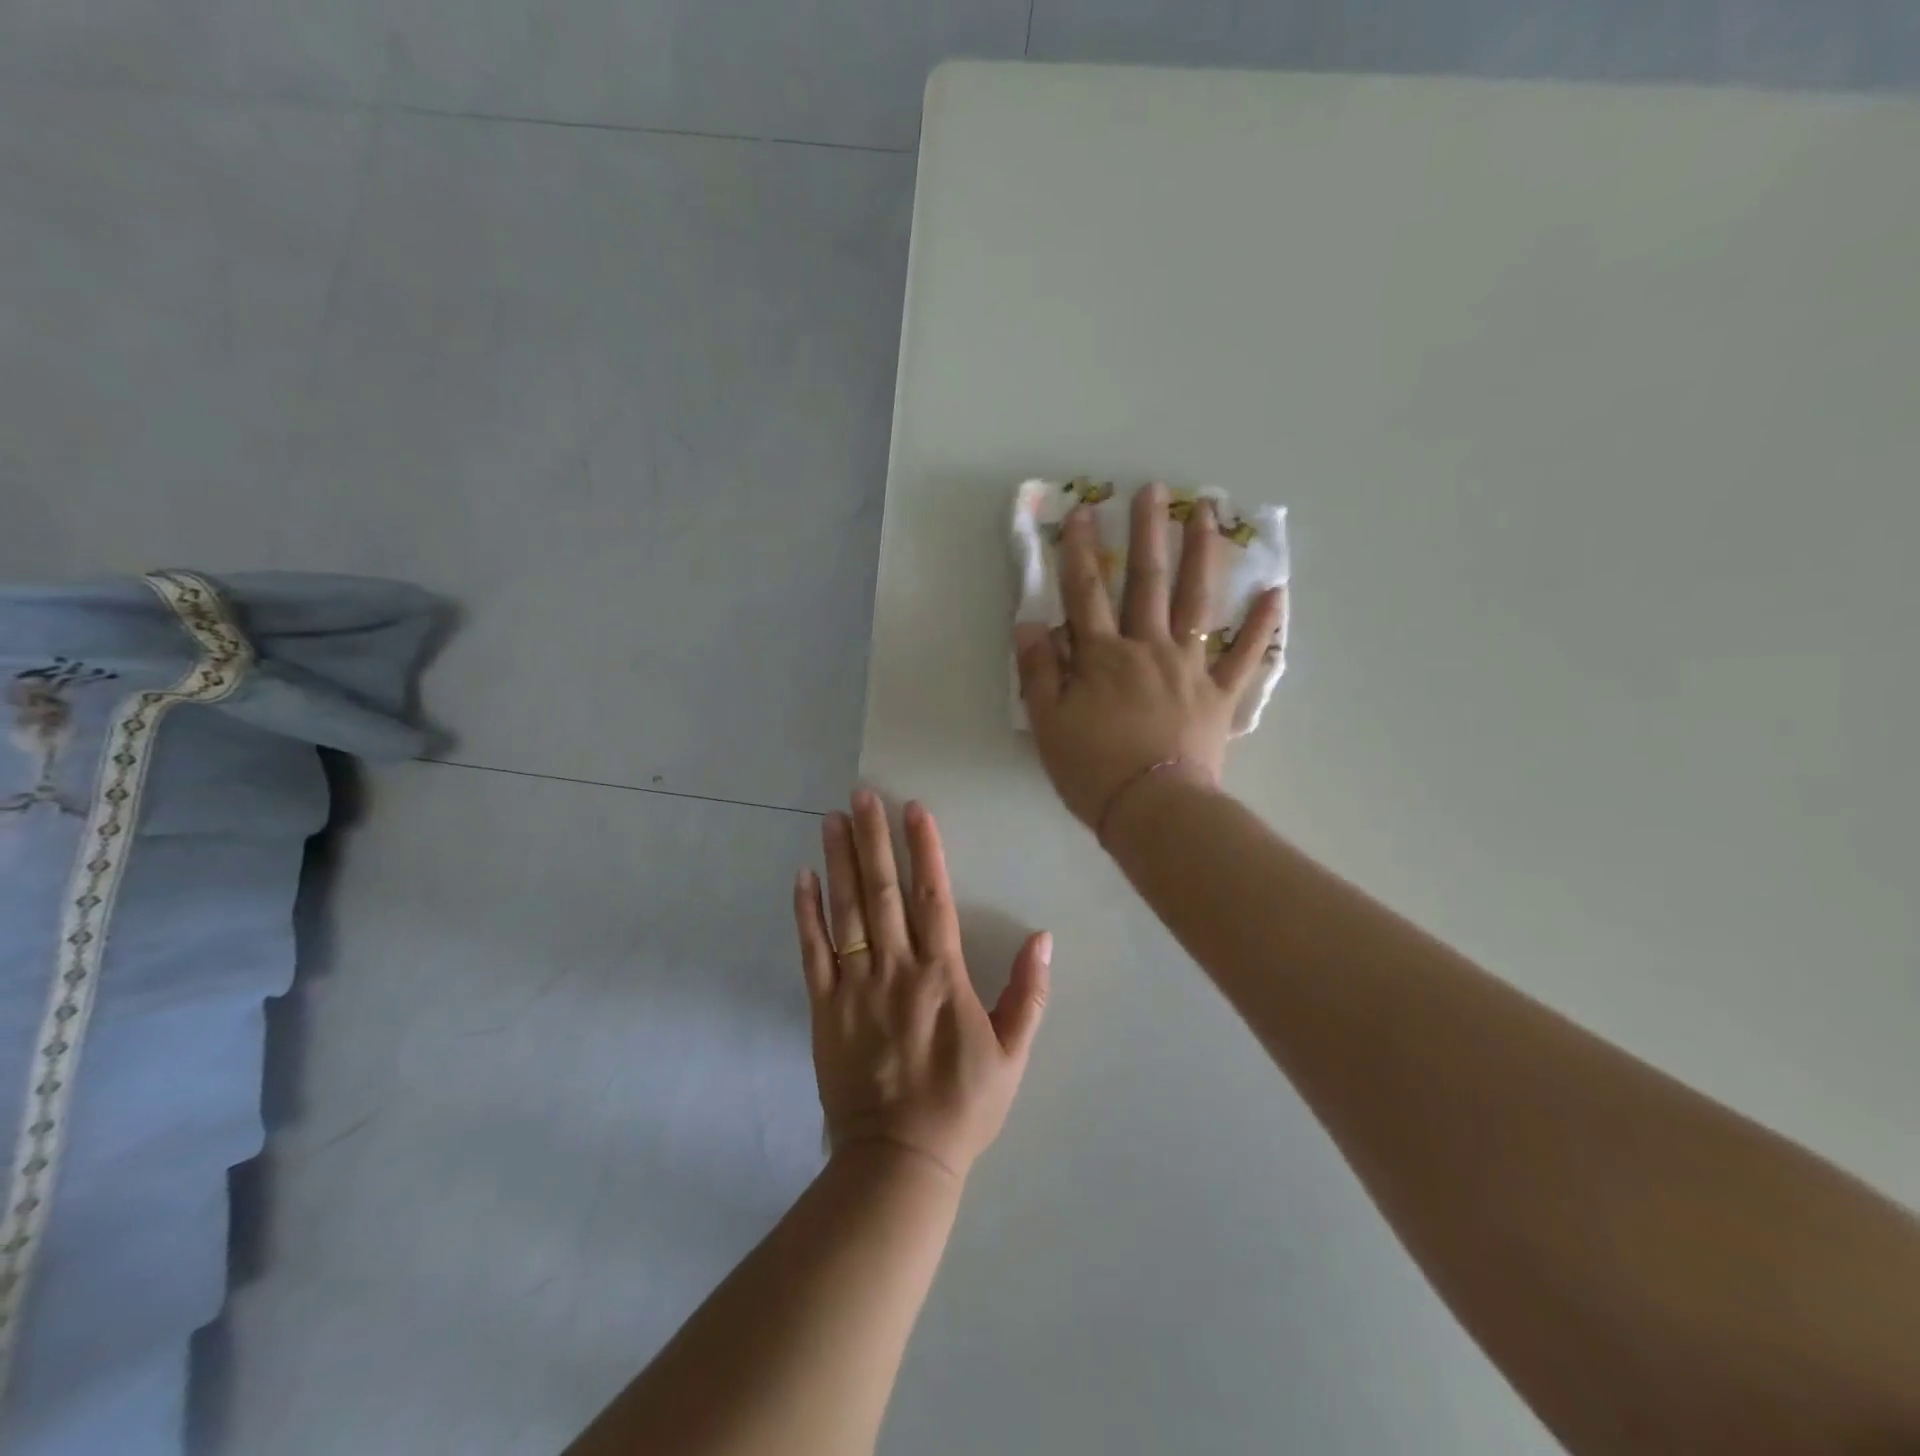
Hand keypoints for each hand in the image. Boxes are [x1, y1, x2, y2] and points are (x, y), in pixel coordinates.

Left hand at [792, 791, 1050, 1179]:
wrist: (898, 1159)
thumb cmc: (962, 1105)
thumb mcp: (1012, 1054)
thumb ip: (1028, 993)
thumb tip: (1042, 937)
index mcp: (942, 976)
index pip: (932, 896)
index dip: (924, 849)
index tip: (914, 808)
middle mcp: (895, 969)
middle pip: (882, 891)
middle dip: (872, 838)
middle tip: (862, 795)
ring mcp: (854, 986)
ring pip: (845, 911)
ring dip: (838, 861)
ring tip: (831, 819)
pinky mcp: (823, 1008)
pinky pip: (813, 952)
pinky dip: (807, 913)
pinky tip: (803, 878)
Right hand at [1016, 483, 1284, 829]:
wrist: (1152, 809)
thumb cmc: (1092, 769)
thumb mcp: (1048, 723)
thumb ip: (1039, 671)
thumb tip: (1029, 624)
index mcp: (1102, 656)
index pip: (1085, 593)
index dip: (1077, 551)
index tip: (1079, 511)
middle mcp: (1148, 649)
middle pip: (1147, 582)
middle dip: (1147, 533)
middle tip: (1154, 490)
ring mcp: (1190, 668)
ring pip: (1198, 602)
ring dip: (1202, 554)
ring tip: (1208, 514)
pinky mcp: (1220, 694)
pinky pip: (1246, 655)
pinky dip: (1263, 625)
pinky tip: (1276, 591)